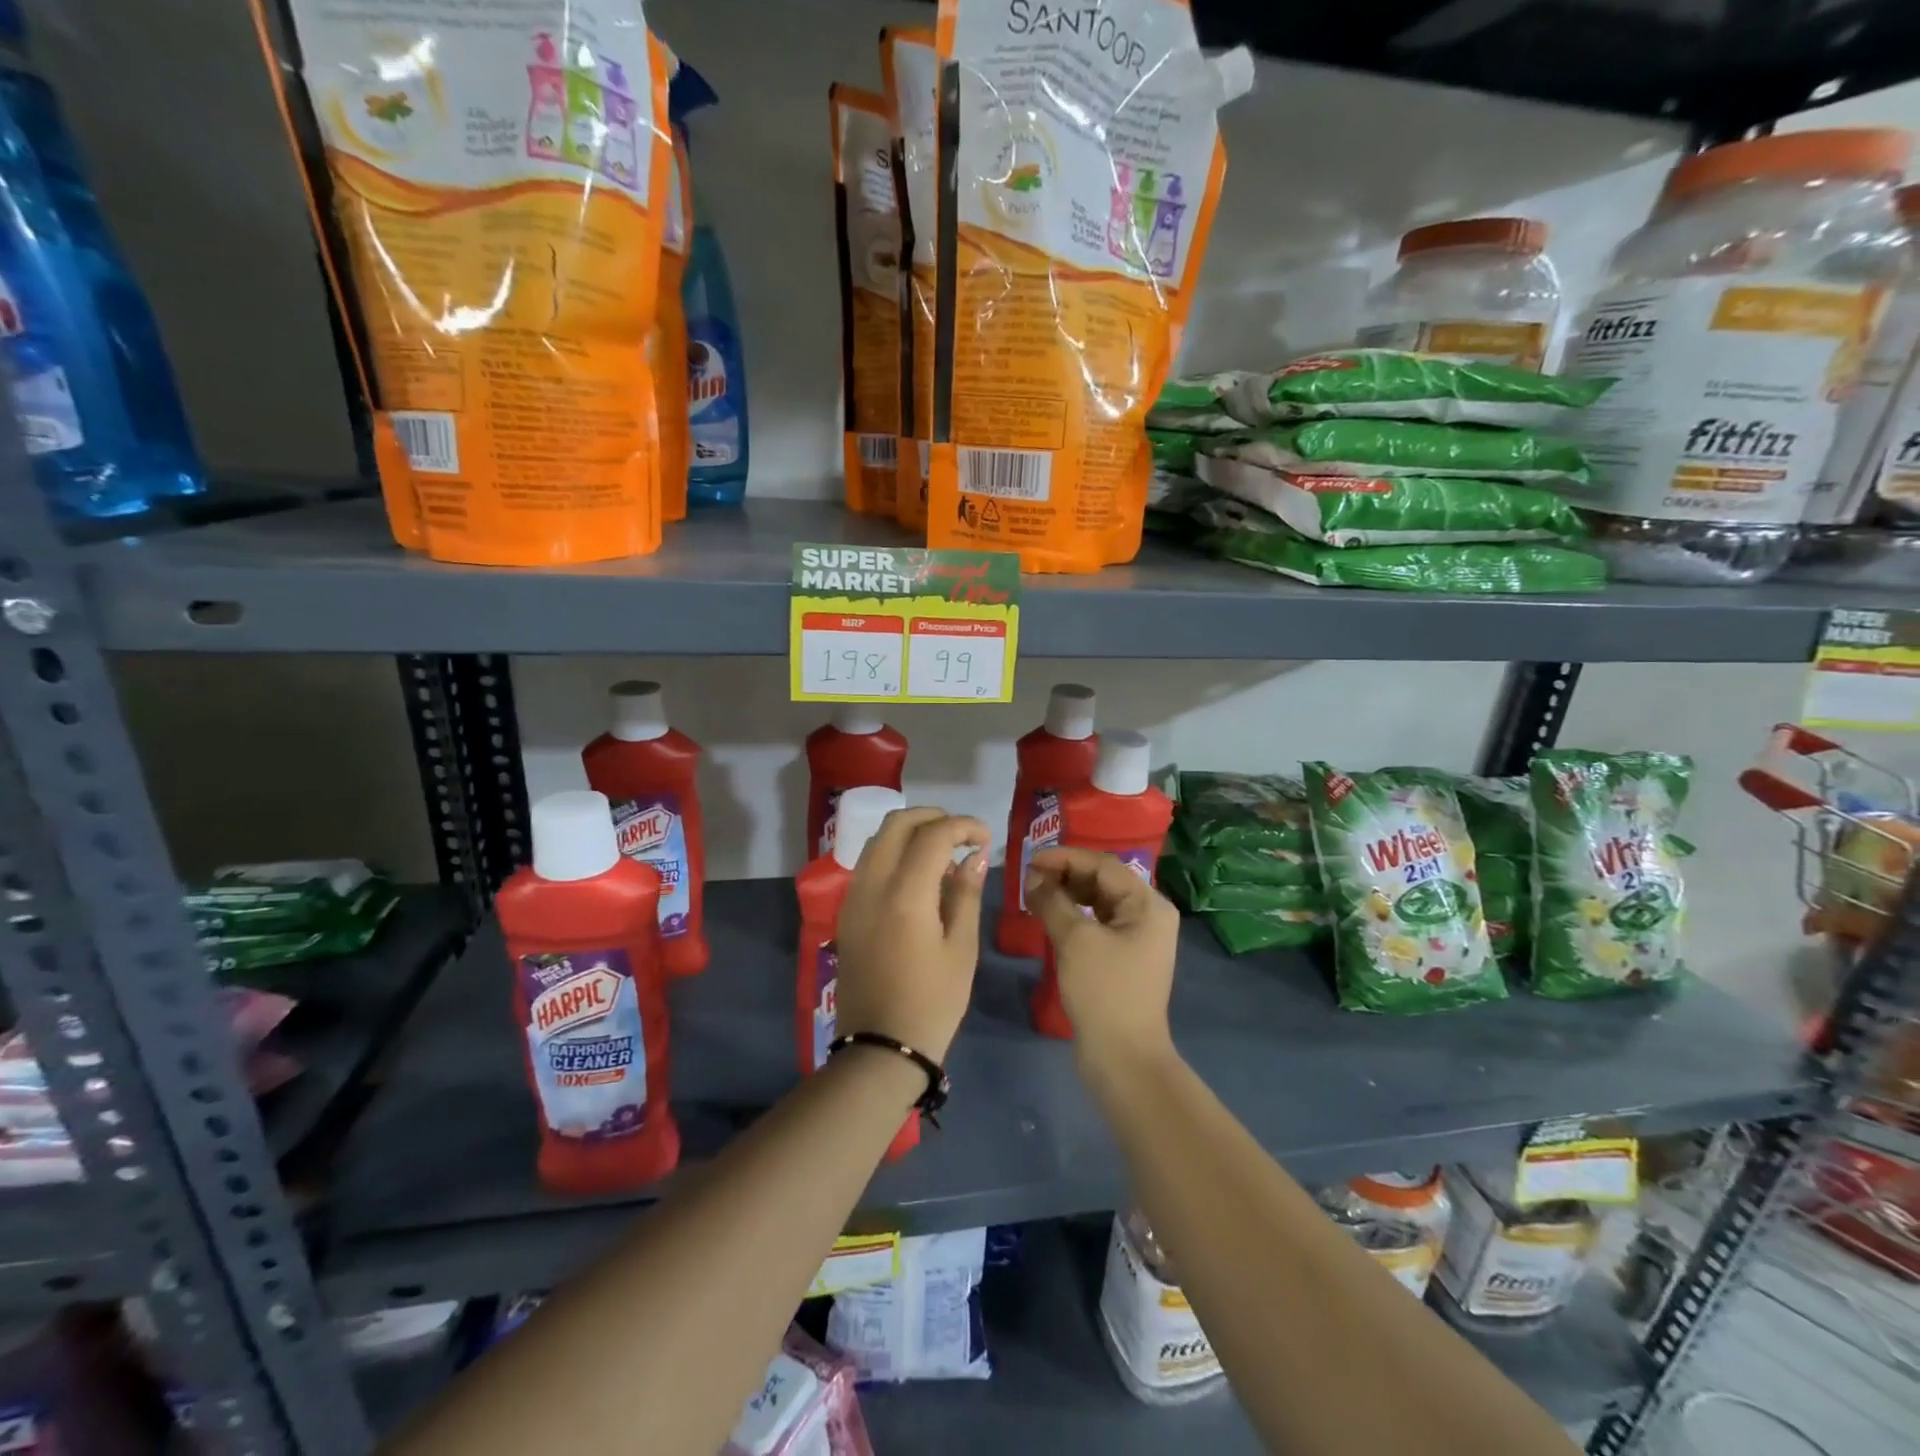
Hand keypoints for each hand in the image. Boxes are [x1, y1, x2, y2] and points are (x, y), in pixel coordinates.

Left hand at [834, 807, 990, 1062]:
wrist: (881, 1047)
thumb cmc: (933, 1002)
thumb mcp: (961, 948)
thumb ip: (966, 894)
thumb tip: (975, 855)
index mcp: (905, 894)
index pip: (934, 835)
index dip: (963, 825)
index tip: (986, 837)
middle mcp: (872, 885)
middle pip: (897, 823)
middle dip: (933, 817)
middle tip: (963, 834)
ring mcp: (854, 897)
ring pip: (878, 840)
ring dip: (911, 833)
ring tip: (943, 852)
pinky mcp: (847, 911)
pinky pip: (869, 864)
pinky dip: (894, 853)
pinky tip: (918, 875)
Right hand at [1024, 848, 1180, 1069]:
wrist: (1123, 1058)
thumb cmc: (1103, 992)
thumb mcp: (1075, 940)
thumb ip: (1052, 900)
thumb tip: (1034, 877)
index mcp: (1148, 904)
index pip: (1103, 865)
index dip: (1065, 858)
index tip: (1030, 861)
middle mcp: (1149, 914)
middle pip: (1103, 879)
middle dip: (1066, 874)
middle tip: (1029, 878)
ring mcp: (1139, 936)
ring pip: (1099, 900)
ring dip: (1068, 893)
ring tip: (1035, 894)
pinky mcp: (1125, 956)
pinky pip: (1098, 921)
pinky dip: (1074, 914)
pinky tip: (1051, 915)